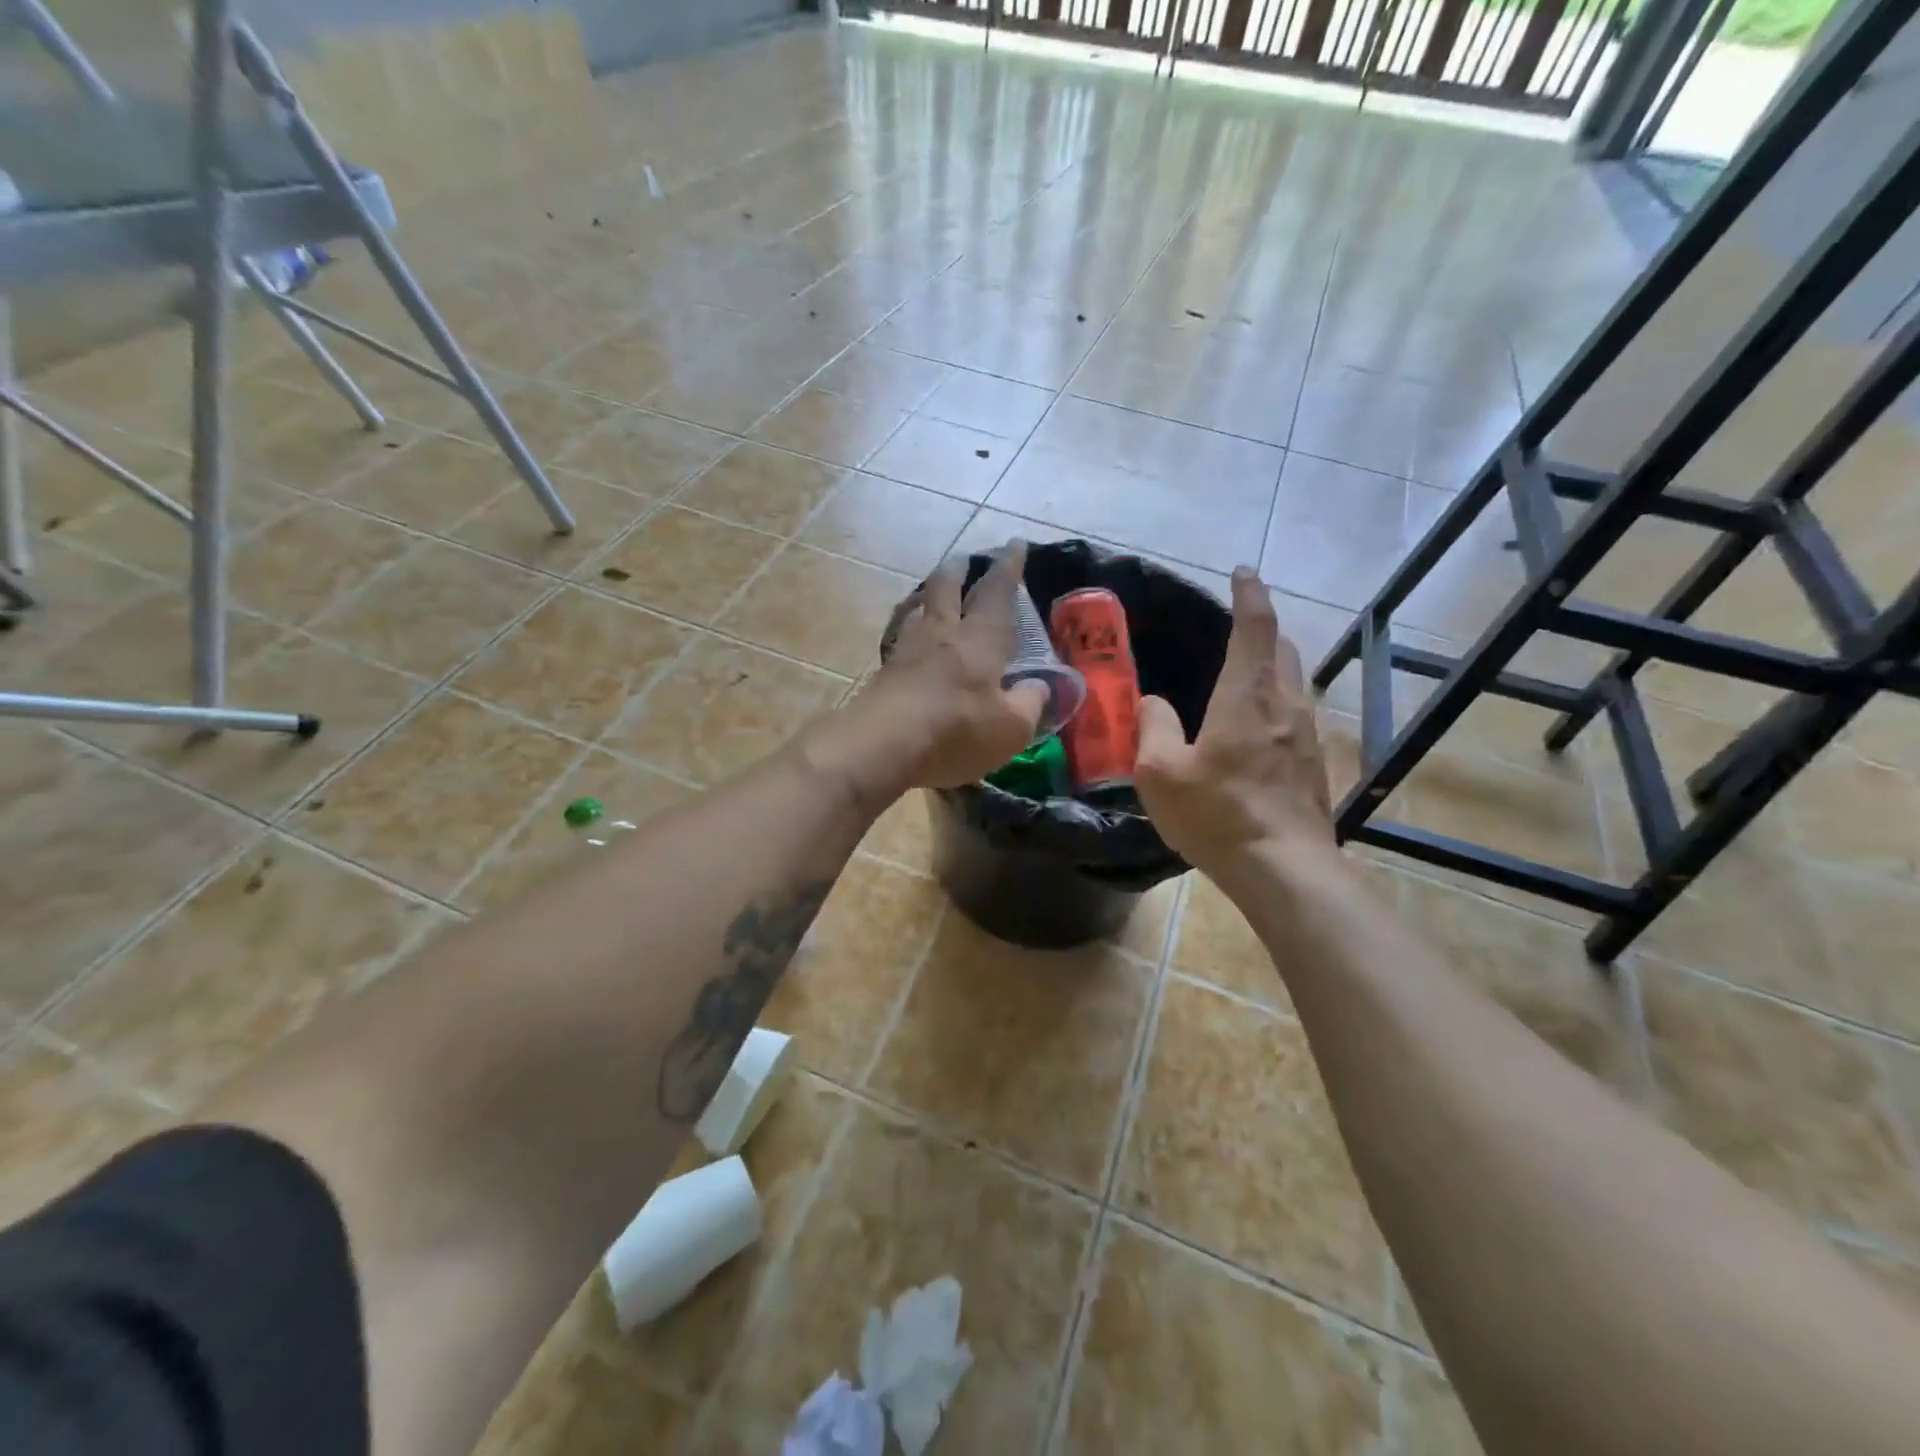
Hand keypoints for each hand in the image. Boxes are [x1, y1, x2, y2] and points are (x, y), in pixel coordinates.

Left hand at [814, 542, 1047, 801]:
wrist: (882, 746)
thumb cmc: (956, 731)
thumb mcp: (1011, 728)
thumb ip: (1029, 703)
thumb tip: (1038, 686)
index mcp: (980, 639)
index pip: (997, 592)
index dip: (1008, 567)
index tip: (1015, 544)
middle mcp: (942, 633)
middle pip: (946, 587)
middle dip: (959, 570)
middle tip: (964, 560)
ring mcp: (907, 650)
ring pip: (919, 609)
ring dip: (929, 596)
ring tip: (934, 595)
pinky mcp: (884, 673)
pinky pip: (901, 639)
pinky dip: (911, 630)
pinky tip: (911, 641)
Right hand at [1135, 567, 1333, 872]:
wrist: (1283, 868)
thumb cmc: (1216, 814)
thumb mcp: (1160, 773)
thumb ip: (1152, 727)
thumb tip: (1154, 701)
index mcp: (1246, 696)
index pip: (1254, 627)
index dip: (1249, 595)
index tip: (1243, 573)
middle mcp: (1286, 704)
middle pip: (1283, 649)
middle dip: (1263, 631)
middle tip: (1236, 633)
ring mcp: (1309, 733)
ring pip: (1295, 683)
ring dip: (1273, 670)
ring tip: (1245, 683)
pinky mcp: (1317, 762)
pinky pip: (1299, 716)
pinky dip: (1280, 706)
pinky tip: (1260, 733)